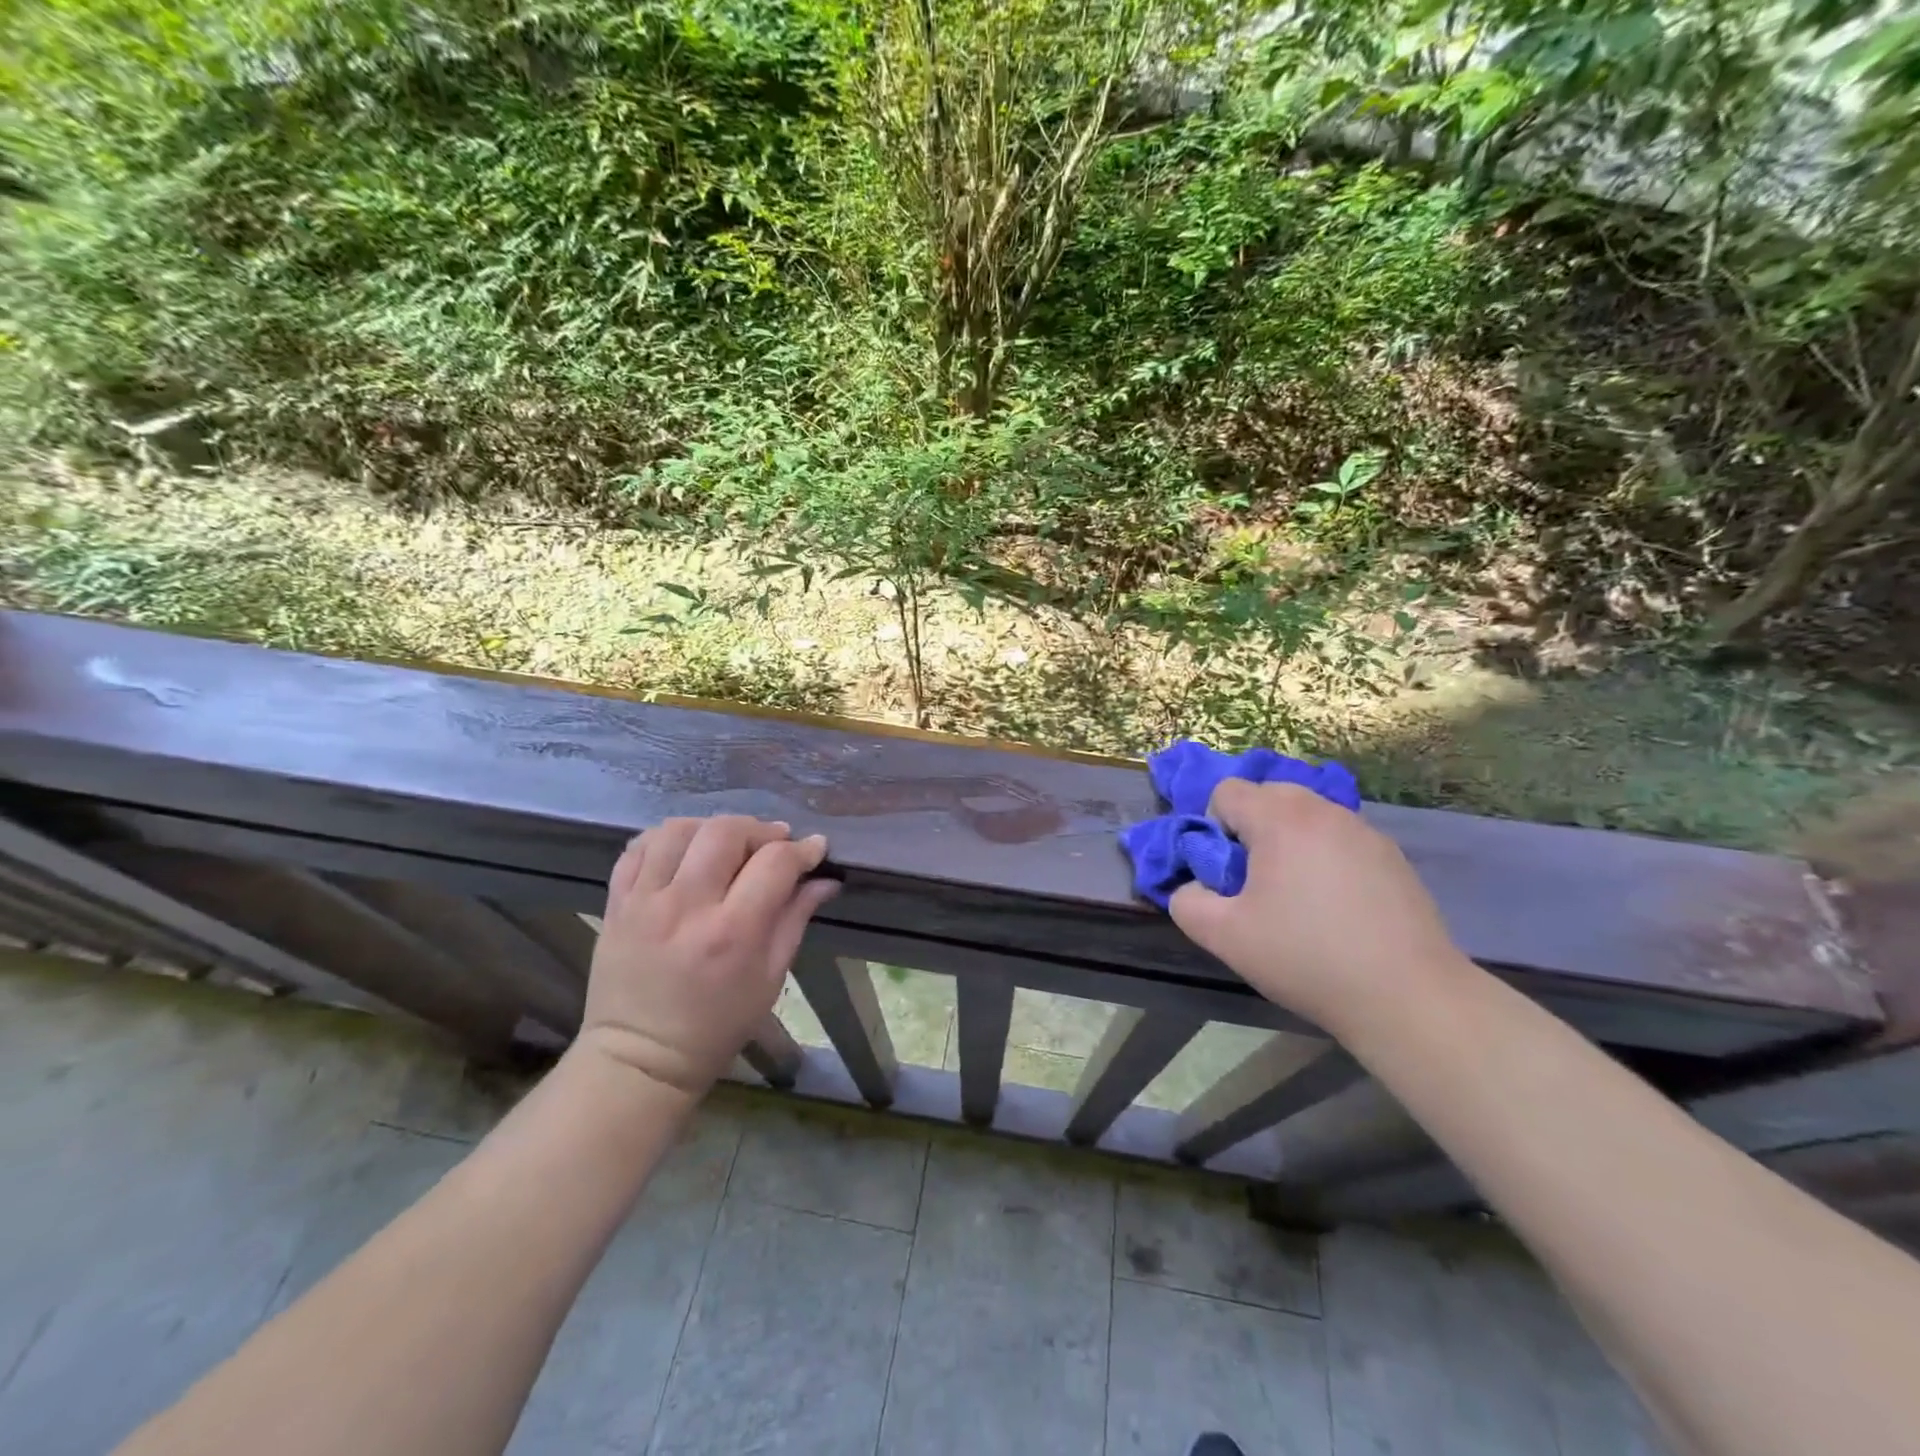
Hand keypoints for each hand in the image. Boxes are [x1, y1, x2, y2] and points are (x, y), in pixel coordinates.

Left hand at [576, 816, 837, 1094]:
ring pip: (679, 829)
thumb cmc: (717, 1026)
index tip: (815, 850)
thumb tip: (825, 879)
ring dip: (712, 828)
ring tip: (727, 845)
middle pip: (725, 832)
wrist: (640, 1058)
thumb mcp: (770, 978)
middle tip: (772, 845)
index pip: (775, 862)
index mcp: (732, 932)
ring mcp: (644, 901)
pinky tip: (686, 851)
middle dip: (759, 830)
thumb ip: (796, 918)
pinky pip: (638, 847)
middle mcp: (686, 907)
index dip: (803, 849)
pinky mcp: (617, 903)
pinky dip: (667, 838)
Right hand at [1169, 781, 1472, 1035]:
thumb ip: (1186, 901)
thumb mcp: (1224, 937)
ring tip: (1297, 895)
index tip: (1226, 872)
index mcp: (1280, 819)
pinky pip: (1339, 837)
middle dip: (1250, 827)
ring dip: (1288, 840)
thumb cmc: (1306, 958)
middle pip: (1268, 794)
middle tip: (1255, 880)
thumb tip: (1192, 886)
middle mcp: (1323, 810)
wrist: (1407, 996)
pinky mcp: (1392, 855)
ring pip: (1307, 814)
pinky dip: (1324, 855)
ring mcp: (1363, 830)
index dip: (1213, 826)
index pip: (1227, 790)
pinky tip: (1336, 906)